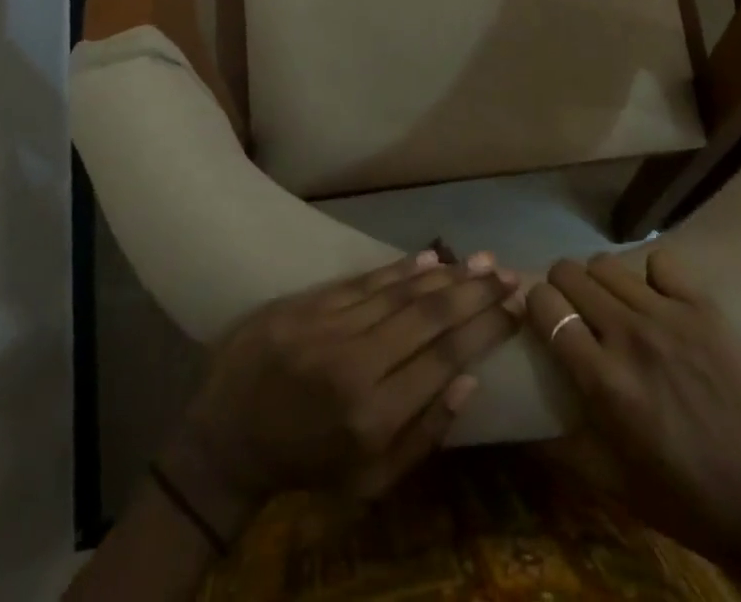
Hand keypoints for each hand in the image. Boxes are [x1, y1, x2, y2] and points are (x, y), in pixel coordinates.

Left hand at [158, 251, 521, 539]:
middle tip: (508, 273)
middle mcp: (357, 364)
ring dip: (447, 274)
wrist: (226, 436)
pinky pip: (365, 281)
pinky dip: (401, 269)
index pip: (446, 359)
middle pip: (429, 316)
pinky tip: (432, 258)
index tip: (515, 309)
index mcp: (375, 416)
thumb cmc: (306, 464)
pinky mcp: (308, 304)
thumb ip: (423, 434)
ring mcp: (330, 327)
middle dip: (475, 293)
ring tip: (482, 260)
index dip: (485, 329)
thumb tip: (469, 379)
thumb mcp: (370, 482)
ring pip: (401, 291)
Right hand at [526, 251, 740, 600]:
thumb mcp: (608, 483)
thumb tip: (522, 421)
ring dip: (599, 282)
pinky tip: (656, 301)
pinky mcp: (703, 308)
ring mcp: (669, 316)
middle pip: (570, 272)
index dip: (535, 305)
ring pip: (607, 264)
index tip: (542, 318)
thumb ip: (558, 444)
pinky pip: (660, 262)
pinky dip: (650, 277)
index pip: (545, 305)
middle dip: (562, 287)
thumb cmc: (681, 496)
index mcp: (602, 379)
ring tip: (613, 306)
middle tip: (574, 311)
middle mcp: (629, 335)